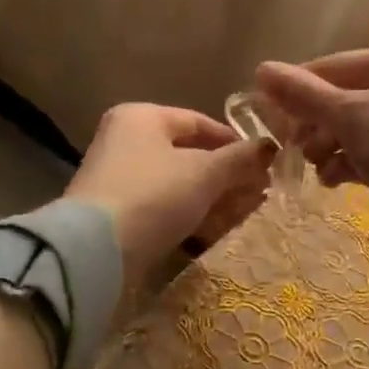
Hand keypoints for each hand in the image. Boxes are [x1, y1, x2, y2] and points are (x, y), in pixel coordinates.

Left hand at [67, 103, 274, 282]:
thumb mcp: (204, 173)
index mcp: (142, 118)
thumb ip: (239, 159)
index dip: (235, 142)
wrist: (96, 250)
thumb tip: (271, 146)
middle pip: (188, 155)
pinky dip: (190, 217)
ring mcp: (120, 180)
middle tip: (259, 193)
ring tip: (244, 215)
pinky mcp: (118, 215)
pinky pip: (163, 209)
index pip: (198, 122)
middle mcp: (126, 142)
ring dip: (212, 199)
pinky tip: (214, 232)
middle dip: (226, 175)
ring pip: (178, 185)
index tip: (263, 164)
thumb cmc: (154, 196)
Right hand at [254, 45, 368, 238]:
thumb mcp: (349, 117)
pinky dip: (352, 163)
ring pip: (359, 129)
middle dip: (316, 126)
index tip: (268, 114)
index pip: (335, 66)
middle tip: (292, 148)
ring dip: (330, 148)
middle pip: (346, 99)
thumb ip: (304, 96)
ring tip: (313, 168)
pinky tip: (332, 181)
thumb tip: (261, 70)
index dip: (298, 89)